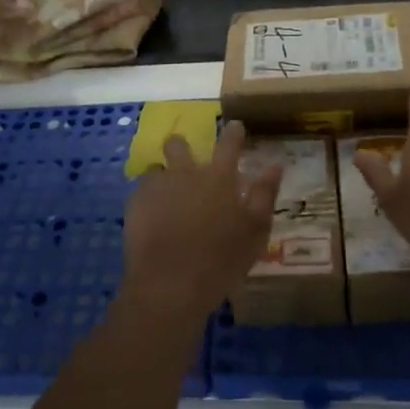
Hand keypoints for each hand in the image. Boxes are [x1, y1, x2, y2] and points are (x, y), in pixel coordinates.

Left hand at [124, 120, 282, 311]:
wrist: (170, 283)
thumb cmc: (221, 260)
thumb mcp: (255, 230)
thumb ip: (264, 194)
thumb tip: (275, 165)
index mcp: (218, 178)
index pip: (228, 144)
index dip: (233, 133)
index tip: (235, 125)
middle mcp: (185, 174)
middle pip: (178, 145)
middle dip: (182, 146)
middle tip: (187, 161)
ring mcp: (156, 188)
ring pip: (155, 168)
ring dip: (163, 176)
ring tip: (167, 197)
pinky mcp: (134, 205)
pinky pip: (140, 192)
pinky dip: (148, 200)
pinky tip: (153, 218)